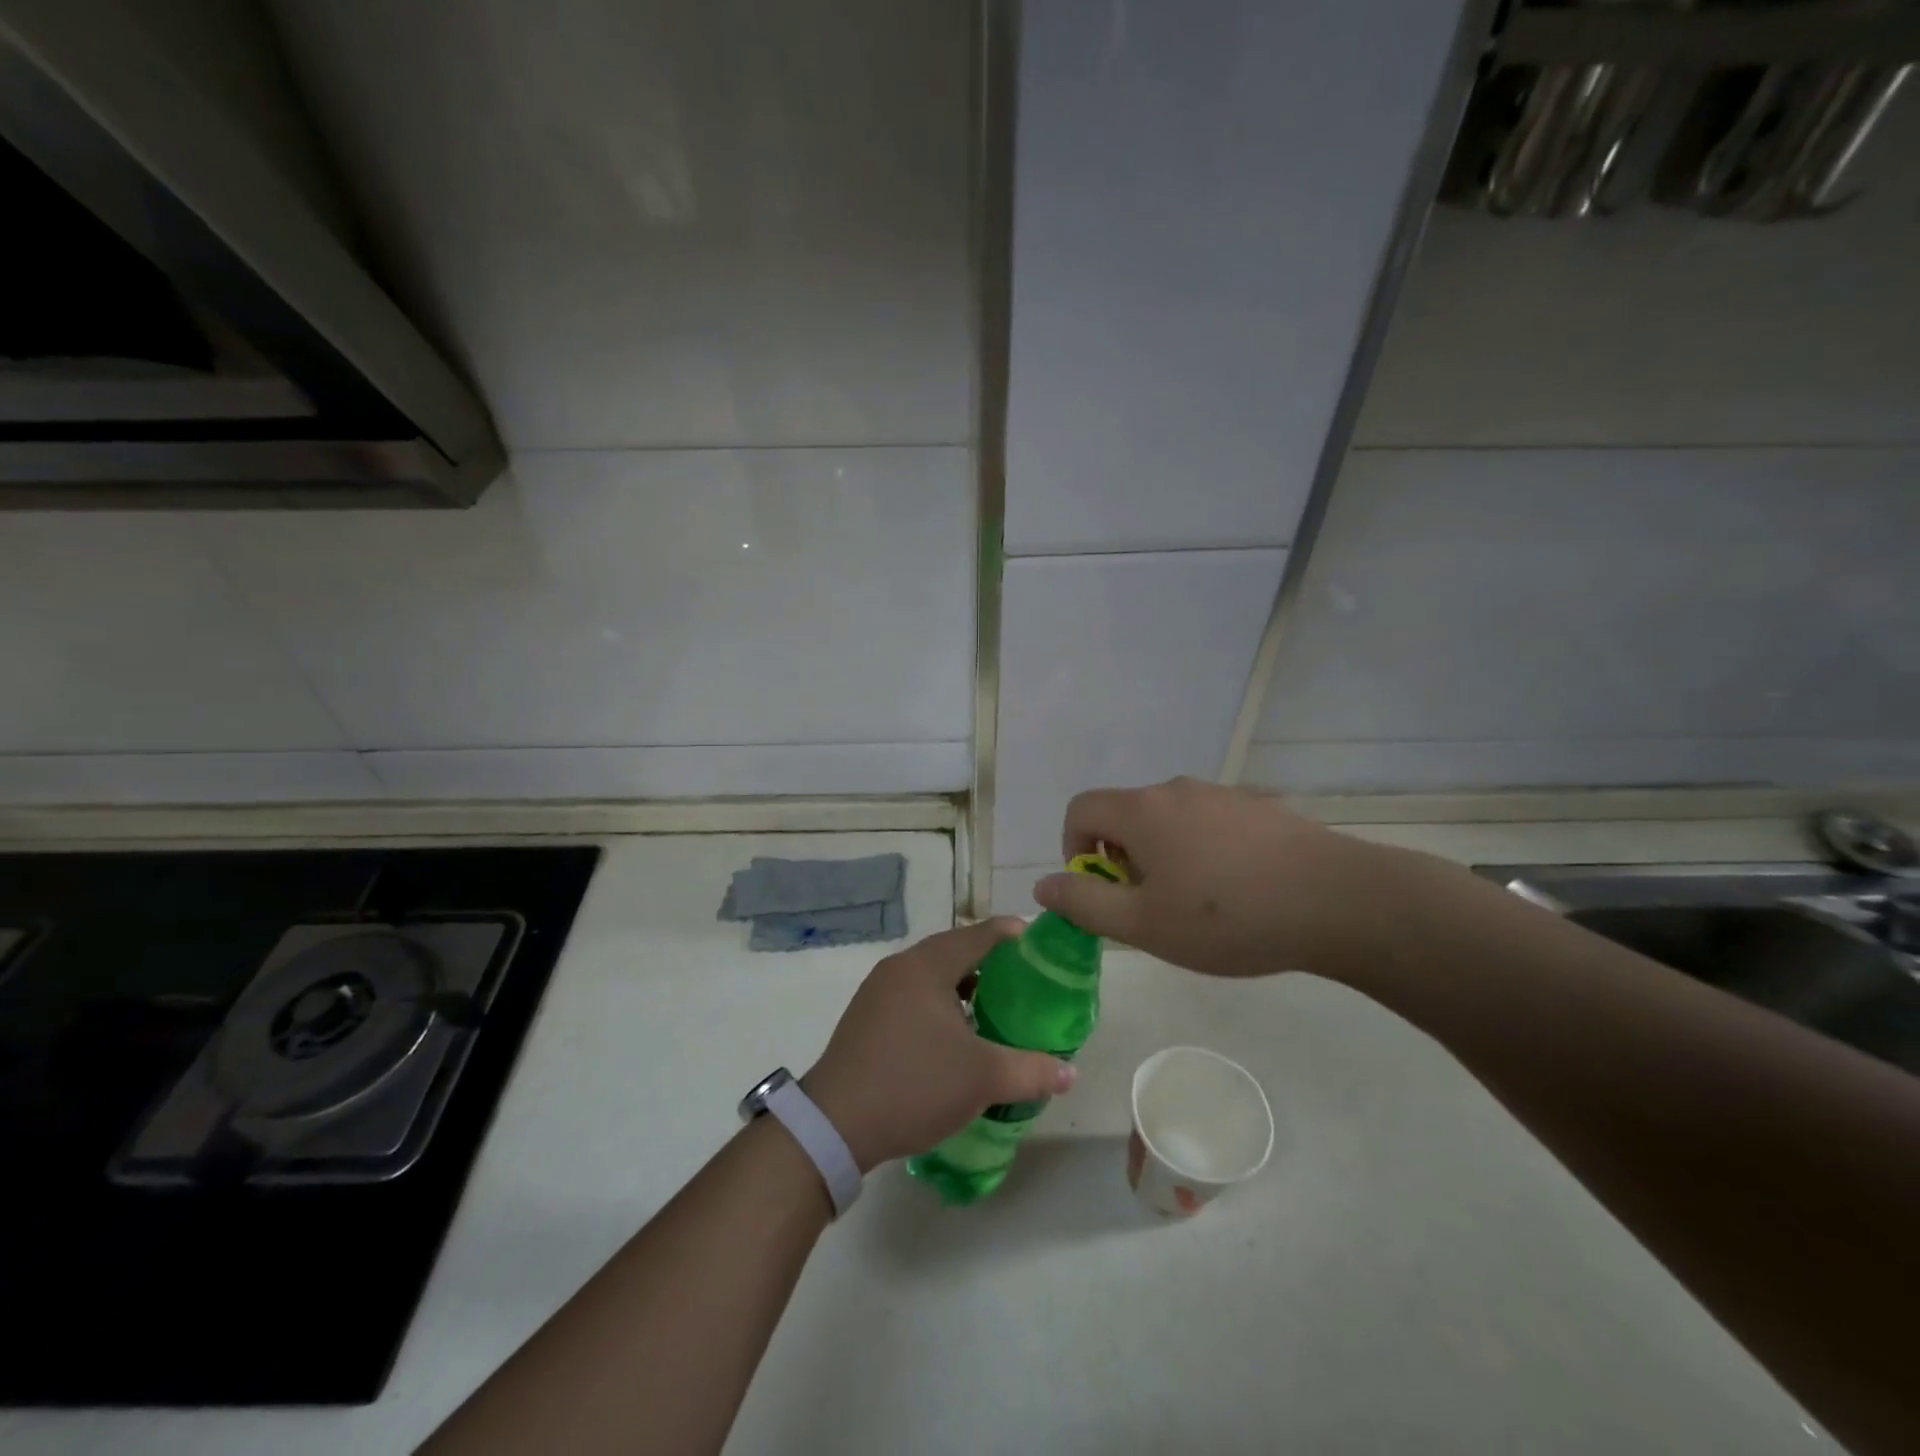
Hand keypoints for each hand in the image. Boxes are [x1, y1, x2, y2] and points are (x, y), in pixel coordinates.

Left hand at [803, 920, 1076, 1171]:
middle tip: (1025, 981)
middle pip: (954, 951)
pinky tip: (957, 1035)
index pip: (979, 934)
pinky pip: (914, 996)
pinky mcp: (867, 1018)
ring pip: (932, 976)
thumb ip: (1031, 1071)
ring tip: (995, 1008)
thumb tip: (1070, 1074)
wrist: (834, 1126)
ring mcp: (878, 992)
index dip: (1012, 934)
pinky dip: (941, 1004)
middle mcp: (900, 967)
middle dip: (991, 962)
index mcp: (926, 966)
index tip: (1040, 943)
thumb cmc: (913, 1085)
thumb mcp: (981, 1079)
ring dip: (964, 986)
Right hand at [1031, 777, 1403, 979]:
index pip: (1080, 809)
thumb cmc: (1227, 917)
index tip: (1100, 890)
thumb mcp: (1143, 924)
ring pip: (1167, 819)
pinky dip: (1200, 850)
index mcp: (1142, 810)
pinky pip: (1207, 822)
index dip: (1073, 848)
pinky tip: (1237, 891)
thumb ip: (1083, 903)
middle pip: (1125, 814)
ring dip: (1162, 856)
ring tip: (1196, 904)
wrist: (1338, 901)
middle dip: (1121, 859)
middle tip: (1150, 907)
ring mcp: (1221, 794)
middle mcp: (1176, 789)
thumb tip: (1043, 884)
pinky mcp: (1258, 807)